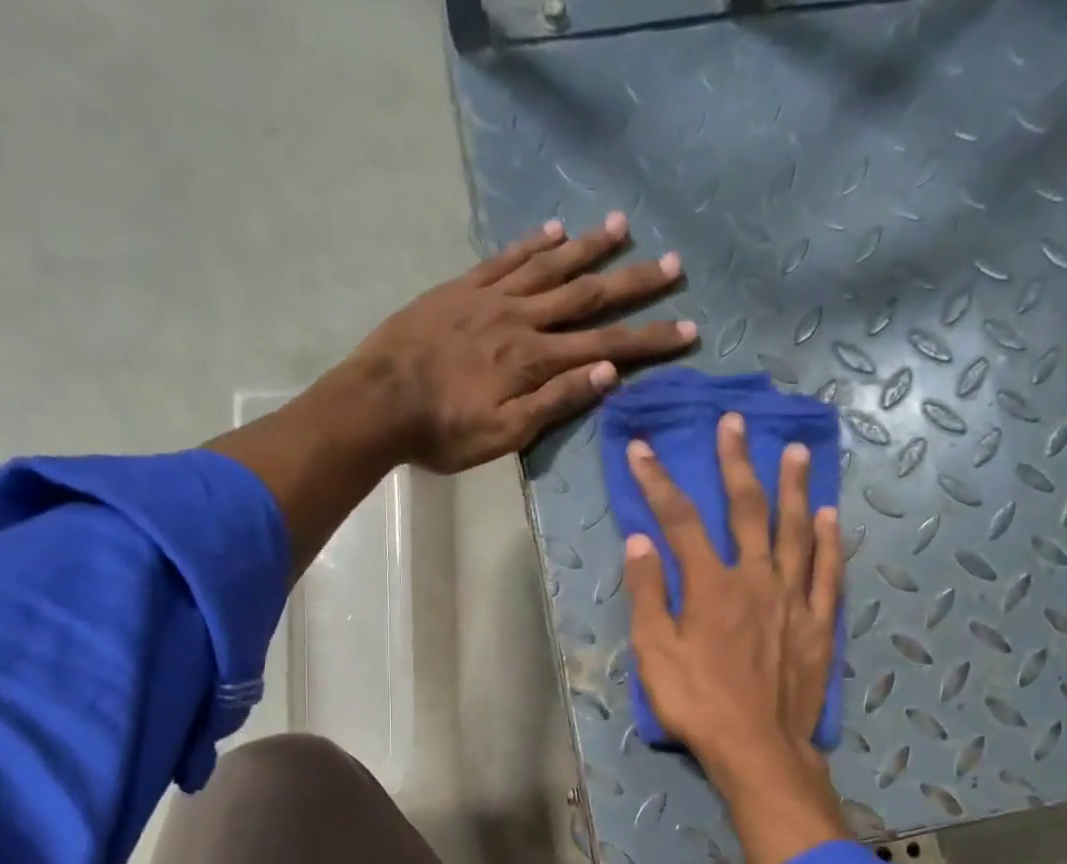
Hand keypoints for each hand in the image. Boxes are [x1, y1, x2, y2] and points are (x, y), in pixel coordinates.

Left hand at [207, 212, 689, 572]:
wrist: (378, 403)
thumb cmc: (443, 433)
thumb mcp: (504, 435)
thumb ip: (556, 402)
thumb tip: (608, 372)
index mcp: (536, 361)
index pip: (606, 345)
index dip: (649, 339)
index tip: (688, 328)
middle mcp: (522, 319)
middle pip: (587, 296)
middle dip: (633, 283)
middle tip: (673, 263)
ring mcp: (491, 298)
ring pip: (550, 266)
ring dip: (589, 247)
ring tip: (623, 226)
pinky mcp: (461, 289)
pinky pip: (505, 259)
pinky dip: (532, 243)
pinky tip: (554, 228)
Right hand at [623, 414, 852, 863]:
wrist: (758, 747)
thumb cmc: (698, 704)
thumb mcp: (656, 654)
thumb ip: (649, 594)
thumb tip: (640, 542)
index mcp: (711, 585)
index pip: (680, 521)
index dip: (658, 482)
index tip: (642, 449)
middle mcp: (756, 578)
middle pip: (747, 509)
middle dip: (737, 463)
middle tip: (736, 423)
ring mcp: (794, 598)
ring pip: (796, 530)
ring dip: (794, 487)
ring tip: (795, 451)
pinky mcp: (819, 623)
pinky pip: (828, 572)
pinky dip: (830, 541)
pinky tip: (831, 515)